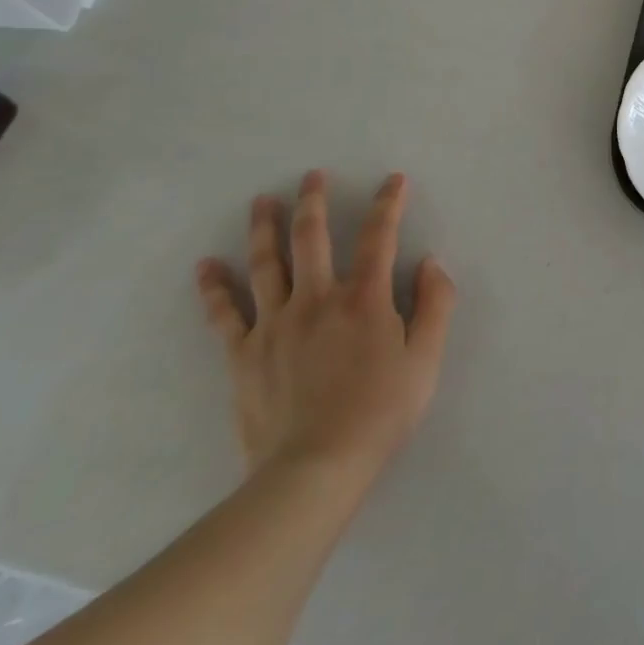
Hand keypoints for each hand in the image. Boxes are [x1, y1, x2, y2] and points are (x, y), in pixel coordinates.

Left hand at [196, 171, 455, 484]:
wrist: (315, 468)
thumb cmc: (381, 411)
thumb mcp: (427, 358)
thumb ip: (436, 304)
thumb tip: (431, 262)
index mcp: (365, 298)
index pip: (379, 237)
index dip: (388, 204)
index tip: (393, 180)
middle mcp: (318, 299)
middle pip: (312, 238)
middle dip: (314, 202)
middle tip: (312, 176)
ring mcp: (275, 325)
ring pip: (266, 264)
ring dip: (264, 228)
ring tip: (262, 202)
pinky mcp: (244, 354)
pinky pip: (226, 314)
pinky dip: (215, 288)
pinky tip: (207, 266)